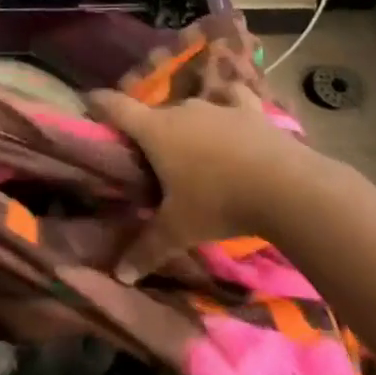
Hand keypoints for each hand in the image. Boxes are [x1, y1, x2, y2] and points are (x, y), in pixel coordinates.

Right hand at [88, 85, 331, 282]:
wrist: (287, 187)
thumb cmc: (219, 203)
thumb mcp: (179, 230)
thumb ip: (147, 249)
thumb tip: (120, 276)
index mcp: (156, 131)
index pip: (116, 107)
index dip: (99, 103)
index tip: (88, 102)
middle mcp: (183, 109)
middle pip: (155, 114)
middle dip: (148, 131)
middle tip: (149, 158)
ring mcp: (219, 106)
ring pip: (192, 108)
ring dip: (187, 124)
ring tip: (192, 147)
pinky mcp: (251, 110)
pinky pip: (232, 98)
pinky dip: (228, 103)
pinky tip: (231, 114)